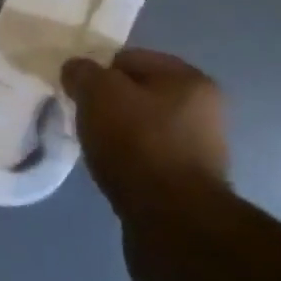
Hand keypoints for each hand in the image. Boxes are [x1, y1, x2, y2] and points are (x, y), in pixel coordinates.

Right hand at [61, 49, 230, 211]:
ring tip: (95, 149)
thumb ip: (83, 73)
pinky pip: (147, 159)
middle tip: (83, 119)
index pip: (130, 58)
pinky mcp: (188, 184)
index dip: (98, 71)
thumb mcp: (99, 93)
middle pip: (138, 94)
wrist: (172, 222)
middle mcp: (204, 111)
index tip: (77, 92)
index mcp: (190, 79)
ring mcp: (199, 150)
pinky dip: (128, 162)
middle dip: (108, 104)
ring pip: (142, 128)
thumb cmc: (138, 144)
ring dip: (117, 134)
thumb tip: (76, 70)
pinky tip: (112, 172)